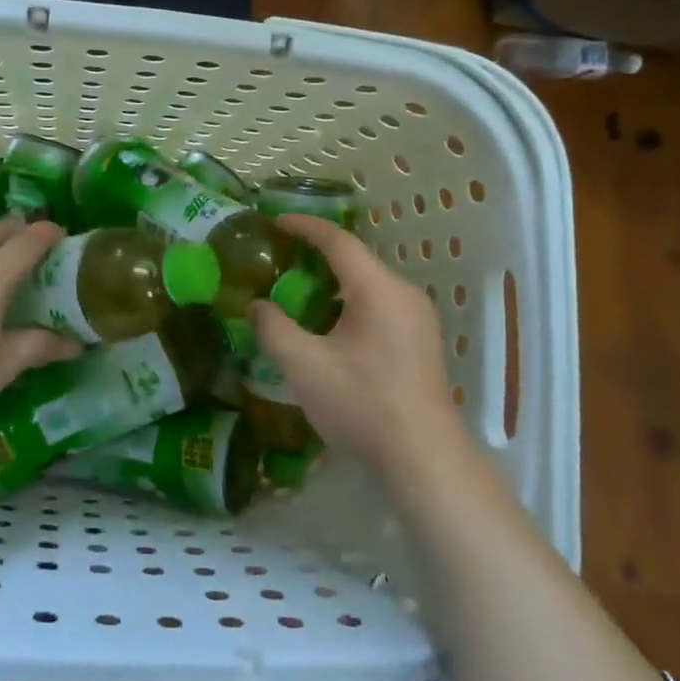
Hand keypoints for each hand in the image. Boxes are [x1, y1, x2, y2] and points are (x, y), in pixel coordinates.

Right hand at [248, 214, 462, 472]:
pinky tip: (328, 325)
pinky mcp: (421, 340)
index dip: (305, 227)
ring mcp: (418, 317)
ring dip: (332, 281)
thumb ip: (274, 329)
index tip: (275, 223)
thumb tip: (256, 305)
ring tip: (297, 291)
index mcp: (378, 290)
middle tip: (280, 260)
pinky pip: (380, 303)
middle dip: (316, 254)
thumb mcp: (304, 367)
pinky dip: (349, 301)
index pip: (338, 241)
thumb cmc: (362, 405)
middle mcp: (403, 293)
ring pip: (368, 283)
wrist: (423, 458)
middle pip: (355, 260)